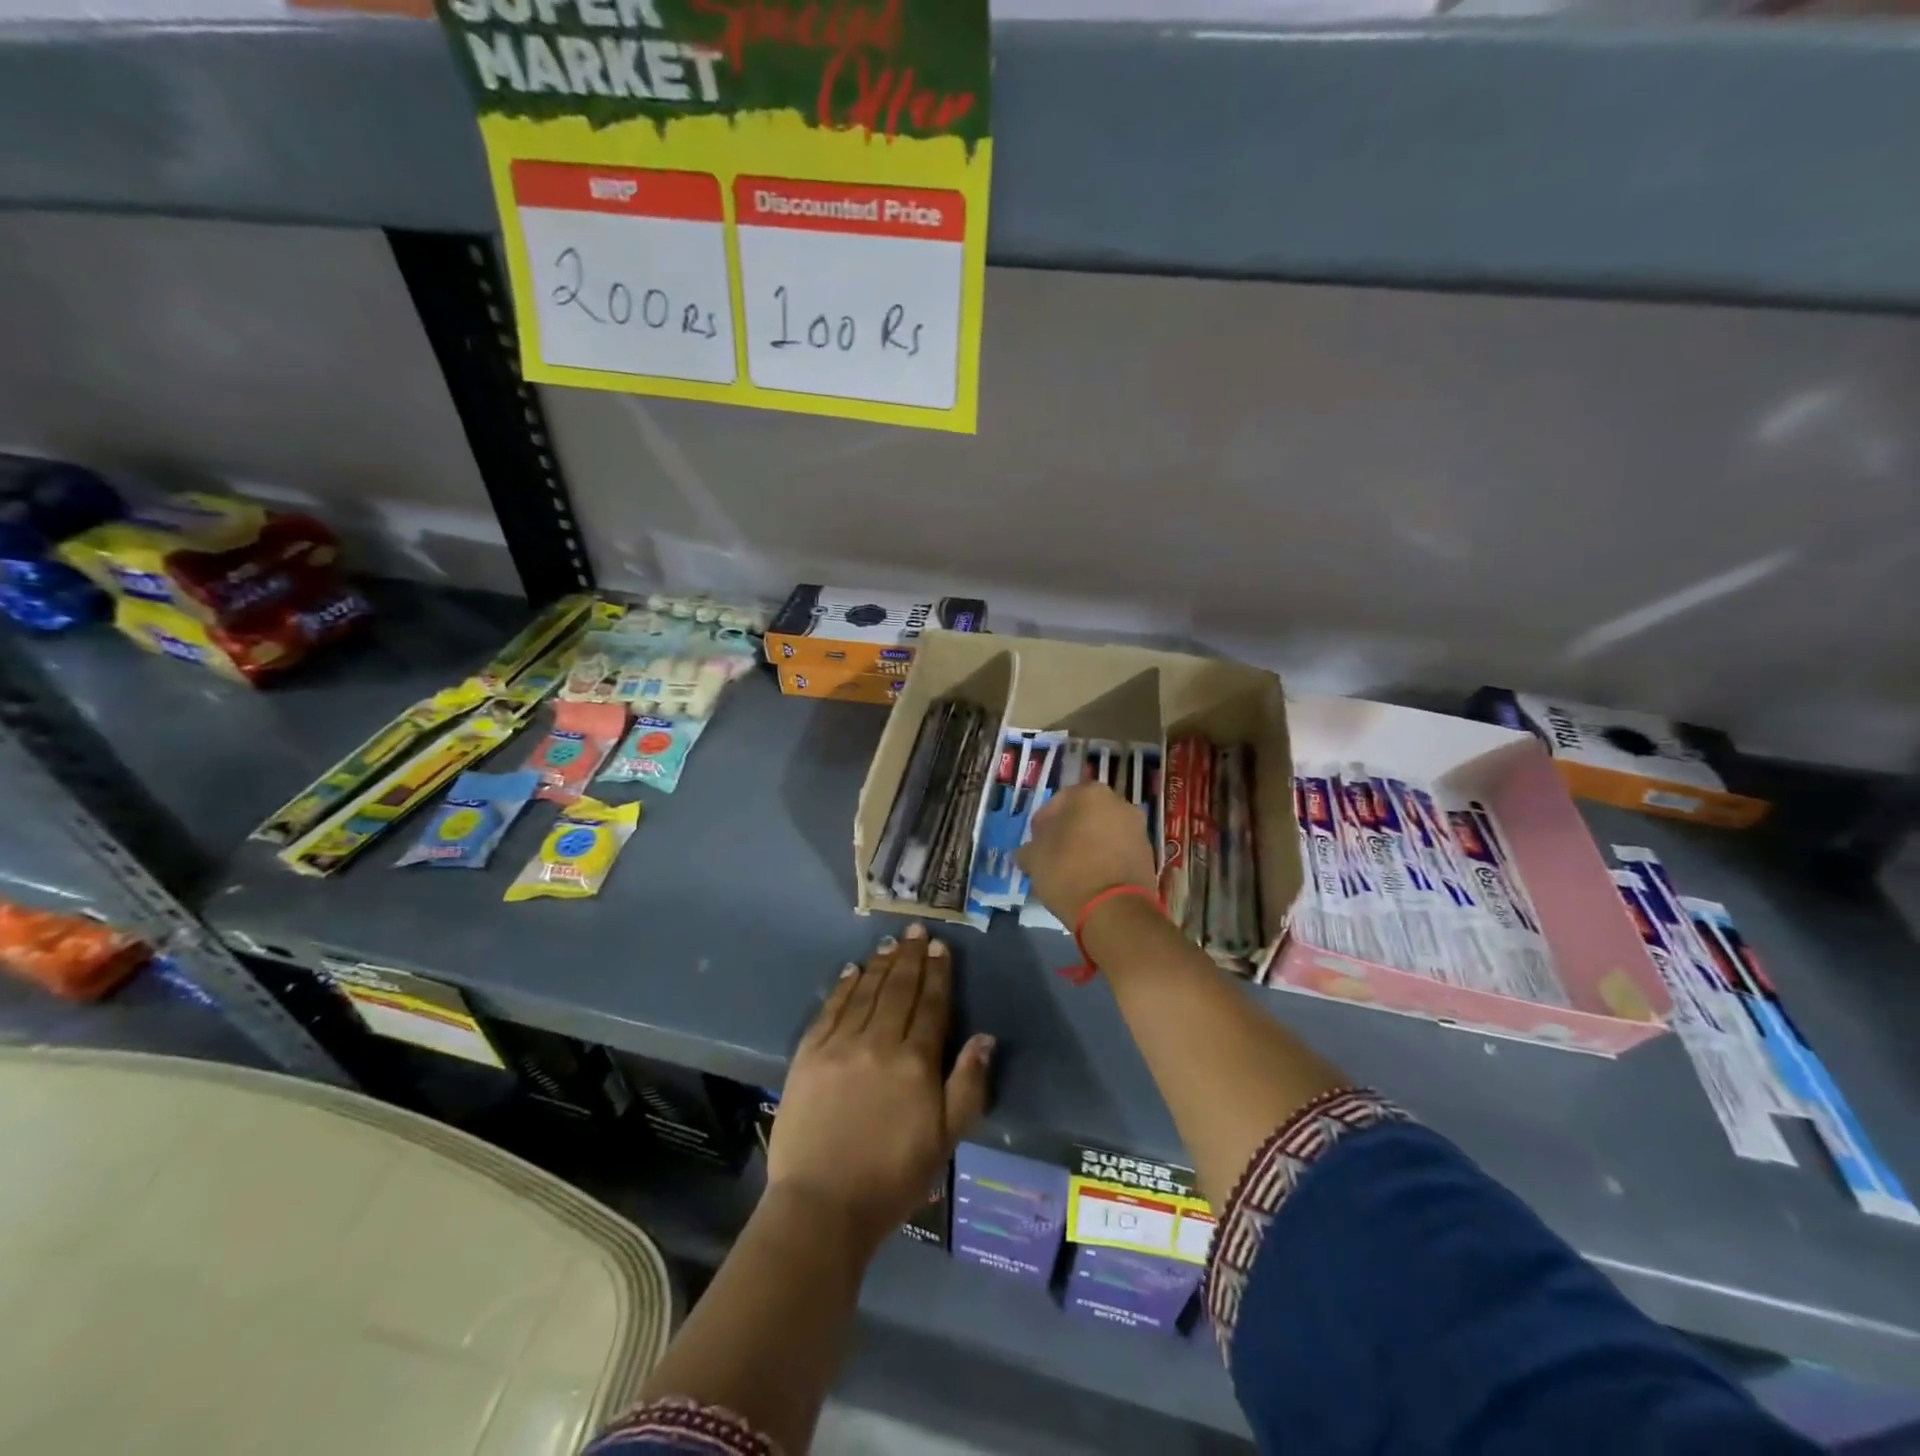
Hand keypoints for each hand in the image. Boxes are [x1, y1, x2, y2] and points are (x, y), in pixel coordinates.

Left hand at [768, 924, 993, 1251]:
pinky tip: (851, 970)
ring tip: (891, 943)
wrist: (822, 1206)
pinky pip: (830, 1009)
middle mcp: (879, 1043)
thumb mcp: (944, 1140)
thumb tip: (984, 1037)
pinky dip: (843, 986)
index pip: (931, 1006)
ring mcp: (840, 1045)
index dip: (938, 974)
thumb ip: (968, 1085)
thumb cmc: (892, 1178)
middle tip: (916, 930)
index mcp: (916, 1063)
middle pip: (899, 990)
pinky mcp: (809, 1055)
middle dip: (911, 957)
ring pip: (866, 992)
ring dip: (881, 964)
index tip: (941, 947)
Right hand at [1016, 782, 1157, 928]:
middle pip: (1083, 815)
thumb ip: (1028, 849)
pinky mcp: (1148, 854)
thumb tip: (1025, 853)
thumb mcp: (1034, 859)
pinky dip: (1104, 859)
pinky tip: (1090, 879)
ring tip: (1071, 870)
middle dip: (1067, 832)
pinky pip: (1118, 850)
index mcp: (1090, 794)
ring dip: (1087, 845)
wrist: (1115, 911)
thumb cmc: (1069, 872)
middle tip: (1051, 855)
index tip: (1035, 844)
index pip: (1057, 802)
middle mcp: (1119, 803)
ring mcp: (1138, 829)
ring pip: (1103, 832)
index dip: (1042, 824)